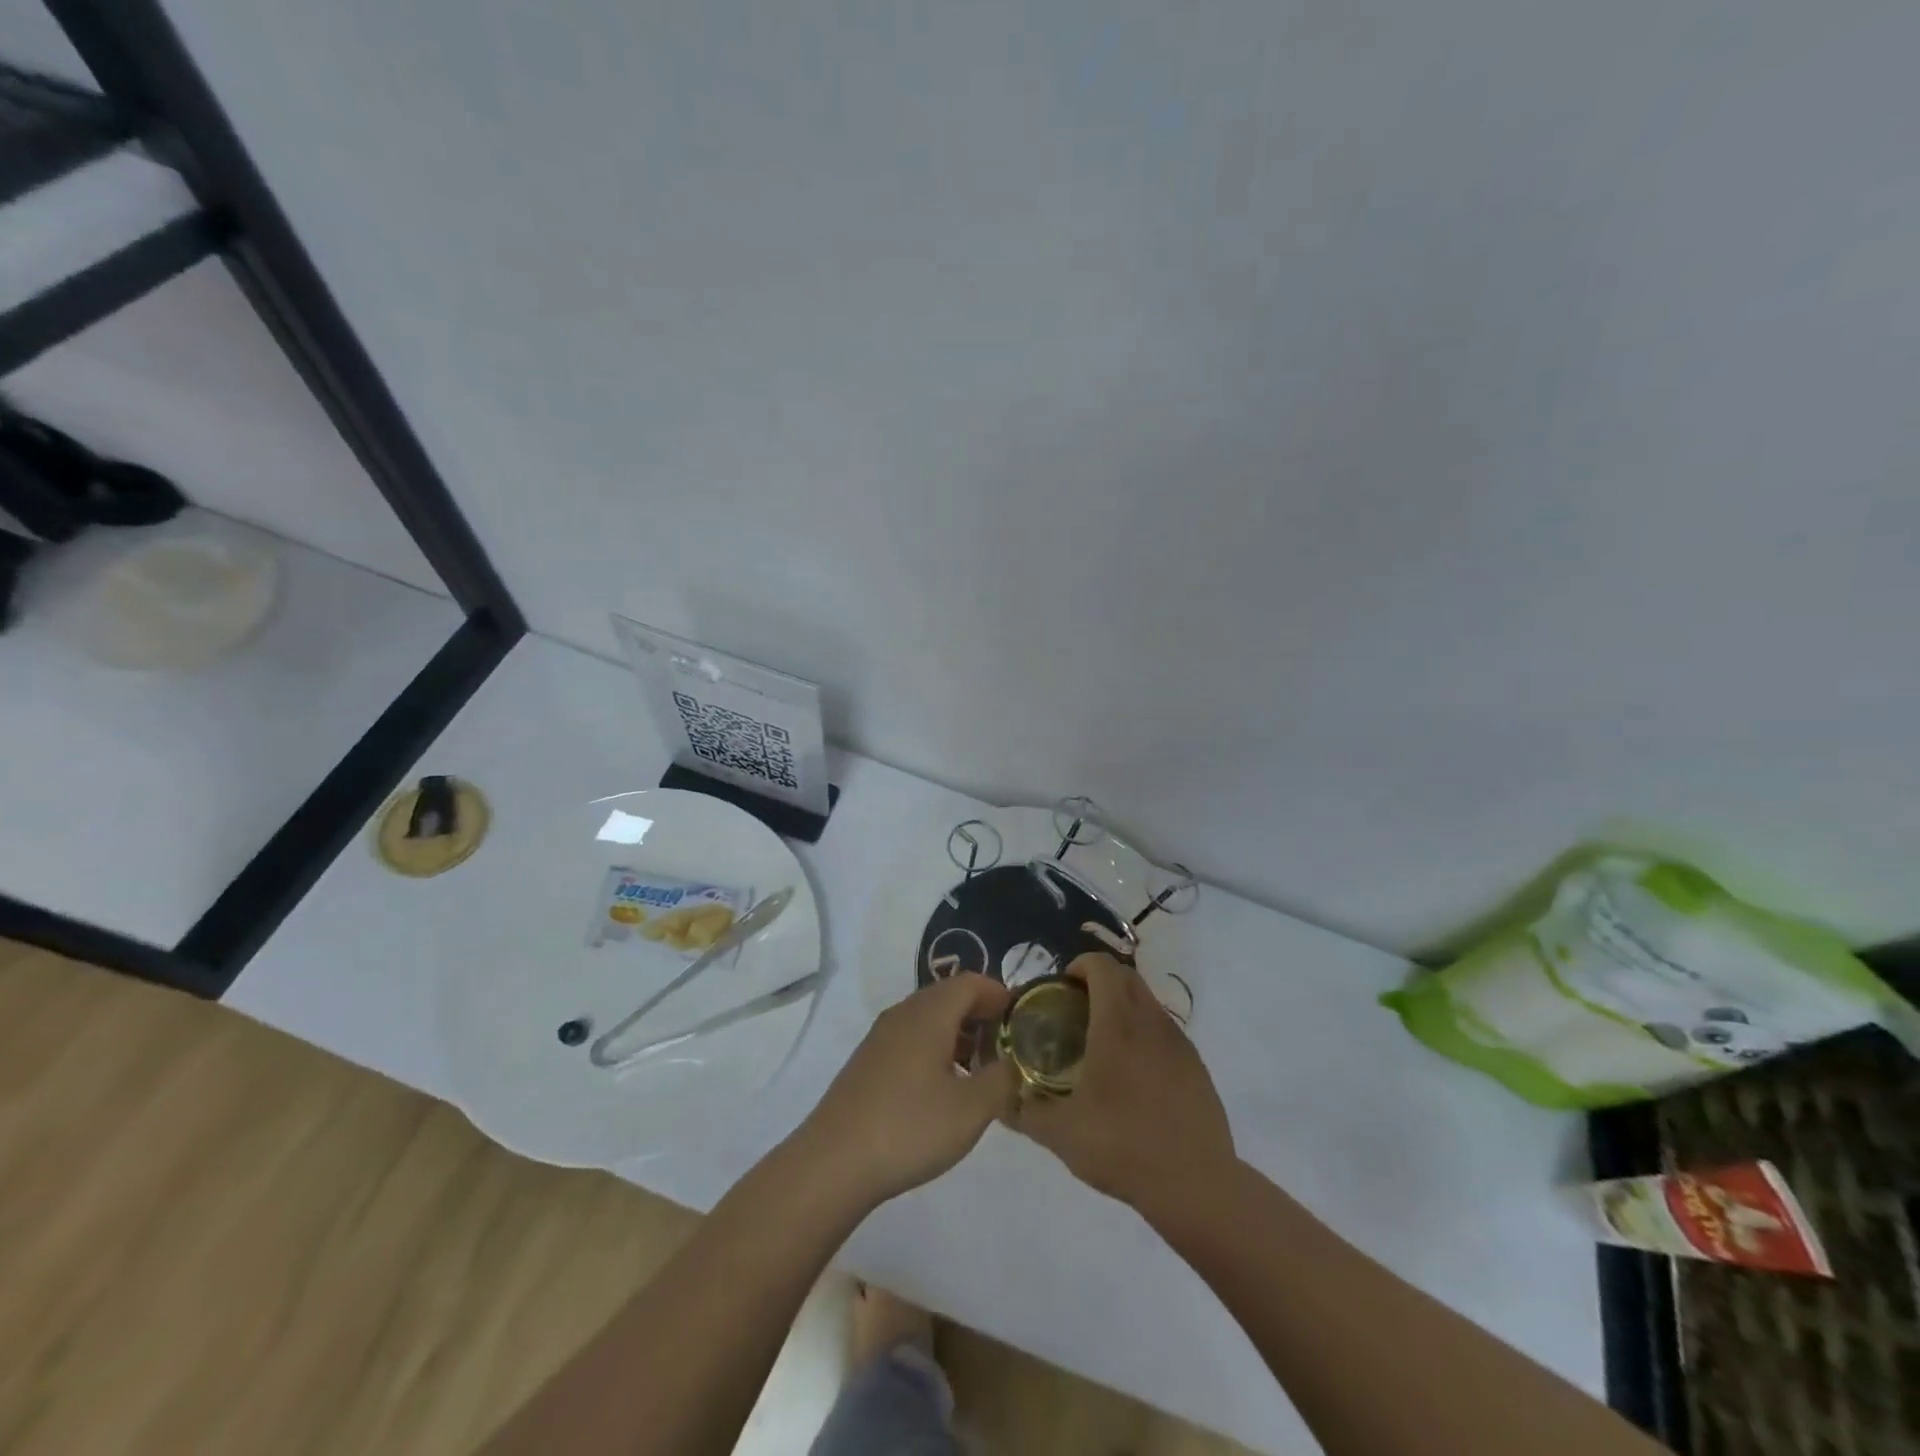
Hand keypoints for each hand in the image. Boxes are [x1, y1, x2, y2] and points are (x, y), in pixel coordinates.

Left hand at [792, 973, 1018, 1207]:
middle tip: (1007, 1047)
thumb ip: (1003, 1079)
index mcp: (929, 1013)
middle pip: (949, 996)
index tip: (1024, 1021)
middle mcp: (903, 1013)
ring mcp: (881, 1036)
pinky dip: (936, 1048)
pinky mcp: (868, 1061)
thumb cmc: (909, 1128)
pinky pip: (911, 1037)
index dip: (1001, 995)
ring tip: (980, 1070)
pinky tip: (944, 1087)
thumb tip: (1014, 1061)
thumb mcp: (972, 1109)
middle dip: (982, 1014)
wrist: (833, 1163)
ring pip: (929, 1018)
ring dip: (959, 1033)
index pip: (971, 982)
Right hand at [1008, 954, 1234, 1215]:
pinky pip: (1165, 1031)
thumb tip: (1001, 1099)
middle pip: (1126, 977)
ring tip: (1102, 1044)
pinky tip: (1133, 1076)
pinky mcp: (1197, 1066)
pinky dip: (1145, 1034)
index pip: (1102, 966)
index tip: (1061, 990)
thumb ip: (1024, 1111)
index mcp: (1118, 1024)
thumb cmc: (1122, 1147)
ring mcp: (1179, 1043)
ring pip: (1148, 1002)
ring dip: (1124, 1006)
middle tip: (1075, 1011)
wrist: (1195, 1185)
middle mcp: (1151, 1022)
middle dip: (1099, 981)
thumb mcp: (1060, 1133)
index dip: (1079, 966)